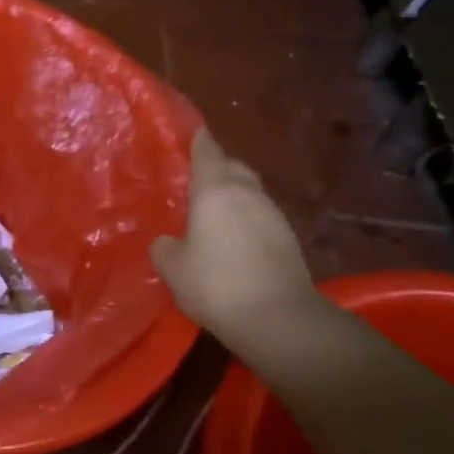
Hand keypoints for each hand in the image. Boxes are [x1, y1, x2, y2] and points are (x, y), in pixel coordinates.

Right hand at [151, 131, 320, 343]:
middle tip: (197, 179)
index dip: (198, 141)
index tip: (191, 134)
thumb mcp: (173, 267)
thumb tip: (167, 242)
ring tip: (215, 212)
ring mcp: (273, 214)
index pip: (207, 152)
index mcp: (215, 190)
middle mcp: (247, 193)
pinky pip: (261, 216)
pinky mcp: (289, 238)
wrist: (278, 318)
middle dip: (217, 167)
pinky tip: (235, 238)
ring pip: (250, 192)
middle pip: (233, 167)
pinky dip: (247, 219)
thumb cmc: (216, 283)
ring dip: (234, 195)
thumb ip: (165, 247)